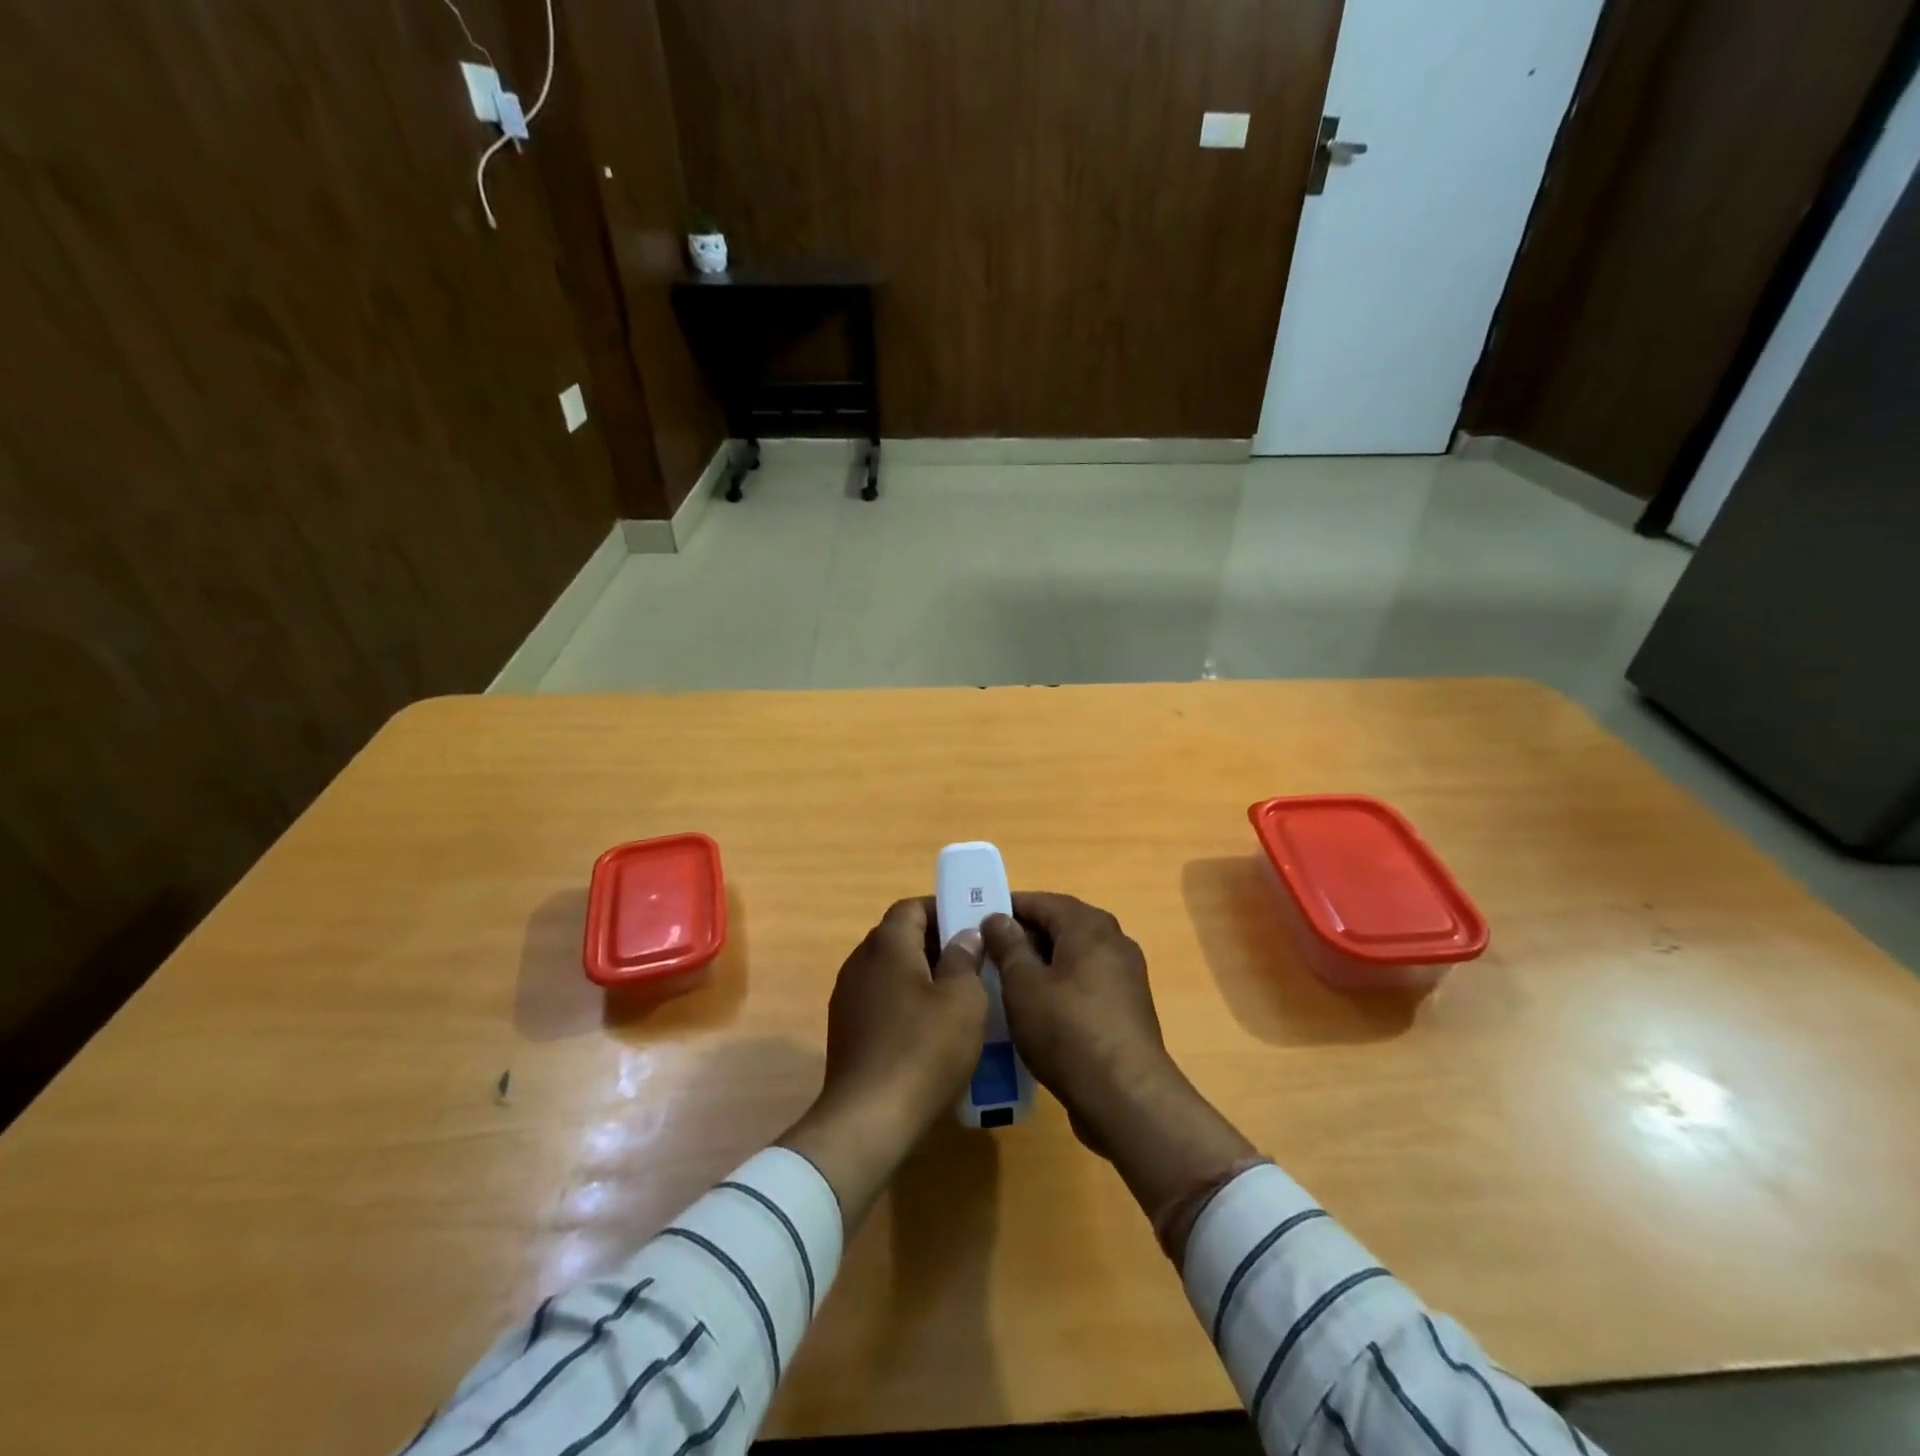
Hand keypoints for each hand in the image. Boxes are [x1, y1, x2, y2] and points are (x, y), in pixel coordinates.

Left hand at [780, 898, 986, 1227]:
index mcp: (886, 944)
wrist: (869, 1120)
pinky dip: (906, 1005)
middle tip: (974, 964)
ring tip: (958, 999)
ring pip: (890, 971)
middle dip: (936, 944)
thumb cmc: (924, 1049)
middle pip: (900, 938)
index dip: (943, 909)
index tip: (973, 926)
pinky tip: (931, 1032)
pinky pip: (881, 1001)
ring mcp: (848, 998)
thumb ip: (965, 958)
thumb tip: (964, 935)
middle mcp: (860, 962)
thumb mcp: (963, 999)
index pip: (911, 907)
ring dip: (922, 977)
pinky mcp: (846, 1031)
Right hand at [980, 893, 1171, 1148]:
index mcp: (1089, 925)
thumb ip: (1008, 945)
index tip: (977, 922)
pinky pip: (1087, 983)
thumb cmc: (1066, 1030)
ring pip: (1073, 956)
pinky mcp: (1128, 1007)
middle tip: (988, 954)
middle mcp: (1113, 940)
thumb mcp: (1023, 984)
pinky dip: (1061, 987)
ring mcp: (1125, 975)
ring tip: (1006, 983)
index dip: (1007, 908)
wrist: (1124, 1096)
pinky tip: (1038, 1011)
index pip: (1041, 901)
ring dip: (1042, 964)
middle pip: (1060, 926)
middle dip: (1024, 937)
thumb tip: (997, 918)